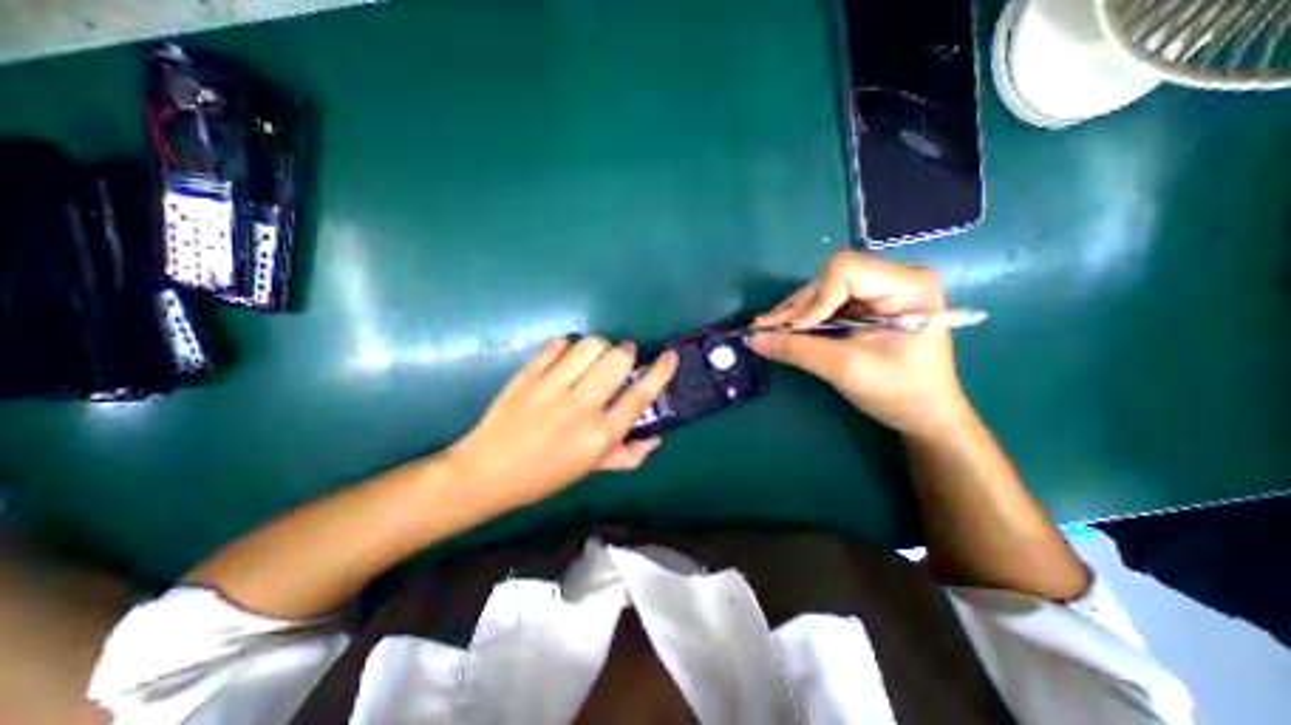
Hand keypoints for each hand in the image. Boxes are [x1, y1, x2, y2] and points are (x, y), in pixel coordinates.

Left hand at [450, 338, 678, 505]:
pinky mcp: (527, 375)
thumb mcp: (591, 469)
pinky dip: (568, 346)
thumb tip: (657, 437)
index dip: (660, 372)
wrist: (487, 472)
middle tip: (621, 359)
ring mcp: (552, 388)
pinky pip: (558, 344)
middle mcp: (581, 408)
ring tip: (593, 357)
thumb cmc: (545, 475)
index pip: (640, 396)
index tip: (670, 356)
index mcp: (600, 436)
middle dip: (626, 353)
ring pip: (590, 345)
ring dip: (600, 346)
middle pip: (618, 360)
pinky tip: (565, 359)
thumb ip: (628, 455)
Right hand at [747, 251, 968, 437]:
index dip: (815, 299)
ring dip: (796, 312)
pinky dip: (805, 318)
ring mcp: (881, 291)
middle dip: (799, 306)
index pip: (845, 271)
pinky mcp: (868, 305)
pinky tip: (787, 330)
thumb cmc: (898, 391)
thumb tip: (753, 339)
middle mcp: (895, 278)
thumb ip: (798, 350)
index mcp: (907, 285)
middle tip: (766, 329)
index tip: (796, 330)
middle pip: (831, 278)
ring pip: (824, 289)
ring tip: (769, 330)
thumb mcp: (846, 369)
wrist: (924, 414)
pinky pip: (827, 303)